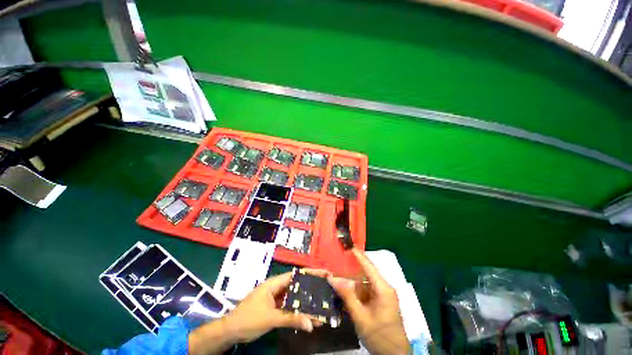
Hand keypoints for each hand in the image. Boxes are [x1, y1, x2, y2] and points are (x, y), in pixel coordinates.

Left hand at [189, 271, 322, 354]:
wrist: (230, 331)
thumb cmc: (248, 319)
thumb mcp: (270, 318)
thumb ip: (291, 319)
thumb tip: (311, 324)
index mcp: (275, 283)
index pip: (296, 274)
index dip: (311, 273)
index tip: (324, 273)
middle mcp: (277, 287)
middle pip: (297, 285)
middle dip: (311, 286)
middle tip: (327, 288)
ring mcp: (276, 298)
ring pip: (294, 297)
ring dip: (306, 301)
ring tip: (321, 305)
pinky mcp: (275, 307)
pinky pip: (289, 306)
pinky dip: (298, 310)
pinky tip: (307, 316)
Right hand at [328, 249, 408, 354]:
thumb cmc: (380, 336)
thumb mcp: (361, 317)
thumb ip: (347, 296)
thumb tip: (333, 279)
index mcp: (383, 289)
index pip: (369, 266)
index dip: (358, 255)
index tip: (348, 246)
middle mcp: (384, 288)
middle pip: (365, 273)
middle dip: (351, 269)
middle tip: (337, 262)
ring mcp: (382, 294)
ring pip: (364, 282)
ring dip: (352, 282)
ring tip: (337, 277)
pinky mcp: (380, 301)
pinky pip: (365, 291)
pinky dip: (355, 291)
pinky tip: (345, 292)